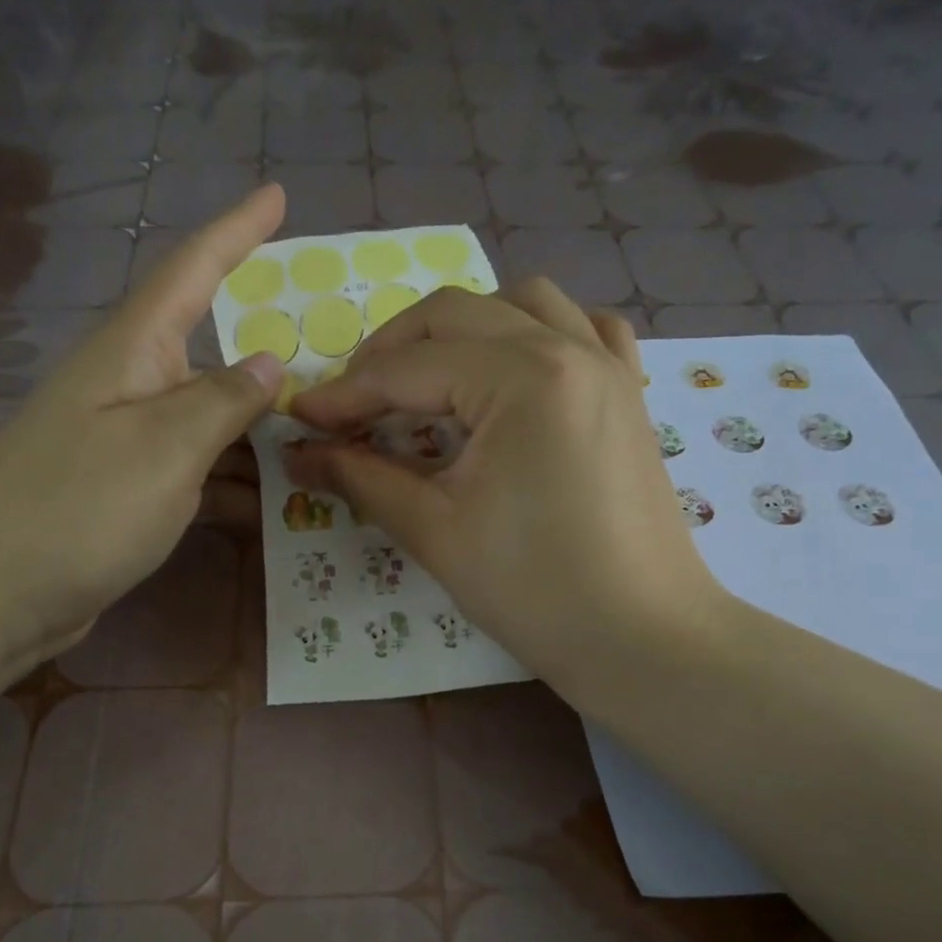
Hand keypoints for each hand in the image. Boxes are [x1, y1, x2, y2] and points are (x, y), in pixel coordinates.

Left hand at [0, 186, 285, 672]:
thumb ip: (223, 400)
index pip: (191, 270)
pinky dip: (233, 481)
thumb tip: (271, 362)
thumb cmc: (79, 509)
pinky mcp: (127, 491)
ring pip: (210, 419)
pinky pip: (196, 469)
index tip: (276, 194)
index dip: (236, 230)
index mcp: (132, 352)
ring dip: (258, 431)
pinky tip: (273, 503)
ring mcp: (127, 441)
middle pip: (211, 352)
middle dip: (268, 354)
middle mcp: (129, 385)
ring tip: (322, 441)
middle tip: (334, 359)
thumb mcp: (165, 448)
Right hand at [287, 279, 729, 697]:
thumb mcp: (435, 531)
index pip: (411, 369)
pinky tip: (514, 370)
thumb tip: (298, 453)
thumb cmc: (535, 590)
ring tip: (427, 380)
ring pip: (521, 303)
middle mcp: (569, 348)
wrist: (643, 638)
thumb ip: (361, 478)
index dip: (346, 394)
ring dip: (460, 329)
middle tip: (352, 404)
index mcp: (523, 378)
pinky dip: (537, 333)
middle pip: (456, 314)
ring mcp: (607, 365)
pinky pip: (583, 328)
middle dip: (392, 352)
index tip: (300, 419)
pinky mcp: (627, 393)